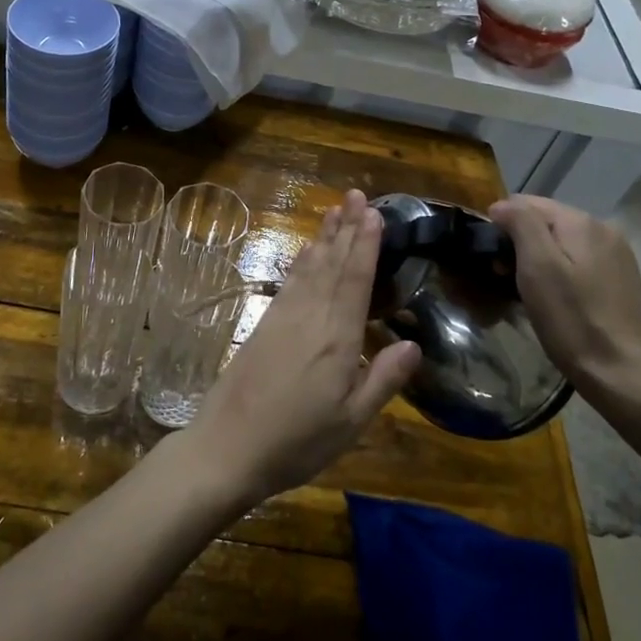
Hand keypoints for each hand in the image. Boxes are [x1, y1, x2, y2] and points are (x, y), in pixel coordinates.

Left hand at [182, 189, 421, 508]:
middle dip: (346, 228)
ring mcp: (282, 318)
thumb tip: (413, 345)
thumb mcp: (350, 423)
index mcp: (337, 339)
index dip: (365, 244)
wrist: (226, 447)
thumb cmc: (296, 442)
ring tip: (335, 210)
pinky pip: (289, 282)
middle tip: (356, 194)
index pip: (355, 280)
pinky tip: (306, 252)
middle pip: (332, 264)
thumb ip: (382, 380)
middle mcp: (310, 317)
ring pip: (310, 268)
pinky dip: (301, 262)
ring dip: (324, 238)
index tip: (373, 212)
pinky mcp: (264, 325)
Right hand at [487, 195, 640, 409]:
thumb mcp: (538, 266)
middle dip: (519, 242)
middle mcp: (603, 229)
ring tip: (523, 291)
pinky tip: (552, 299)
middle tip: (503, 278)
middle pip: (545, 222)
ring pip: (560, 243)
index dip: (501, 225)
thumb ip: (521, 223)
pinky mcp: (619, 280)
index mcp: (582, 221)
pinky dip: (557, 273)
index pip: (526, 203)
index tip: (490, 259)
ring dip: (536, 259)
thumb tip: (503, 205)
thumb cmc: (572, 319)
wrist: (622, 375)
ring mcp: (615, 256)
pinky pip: (576, 262)